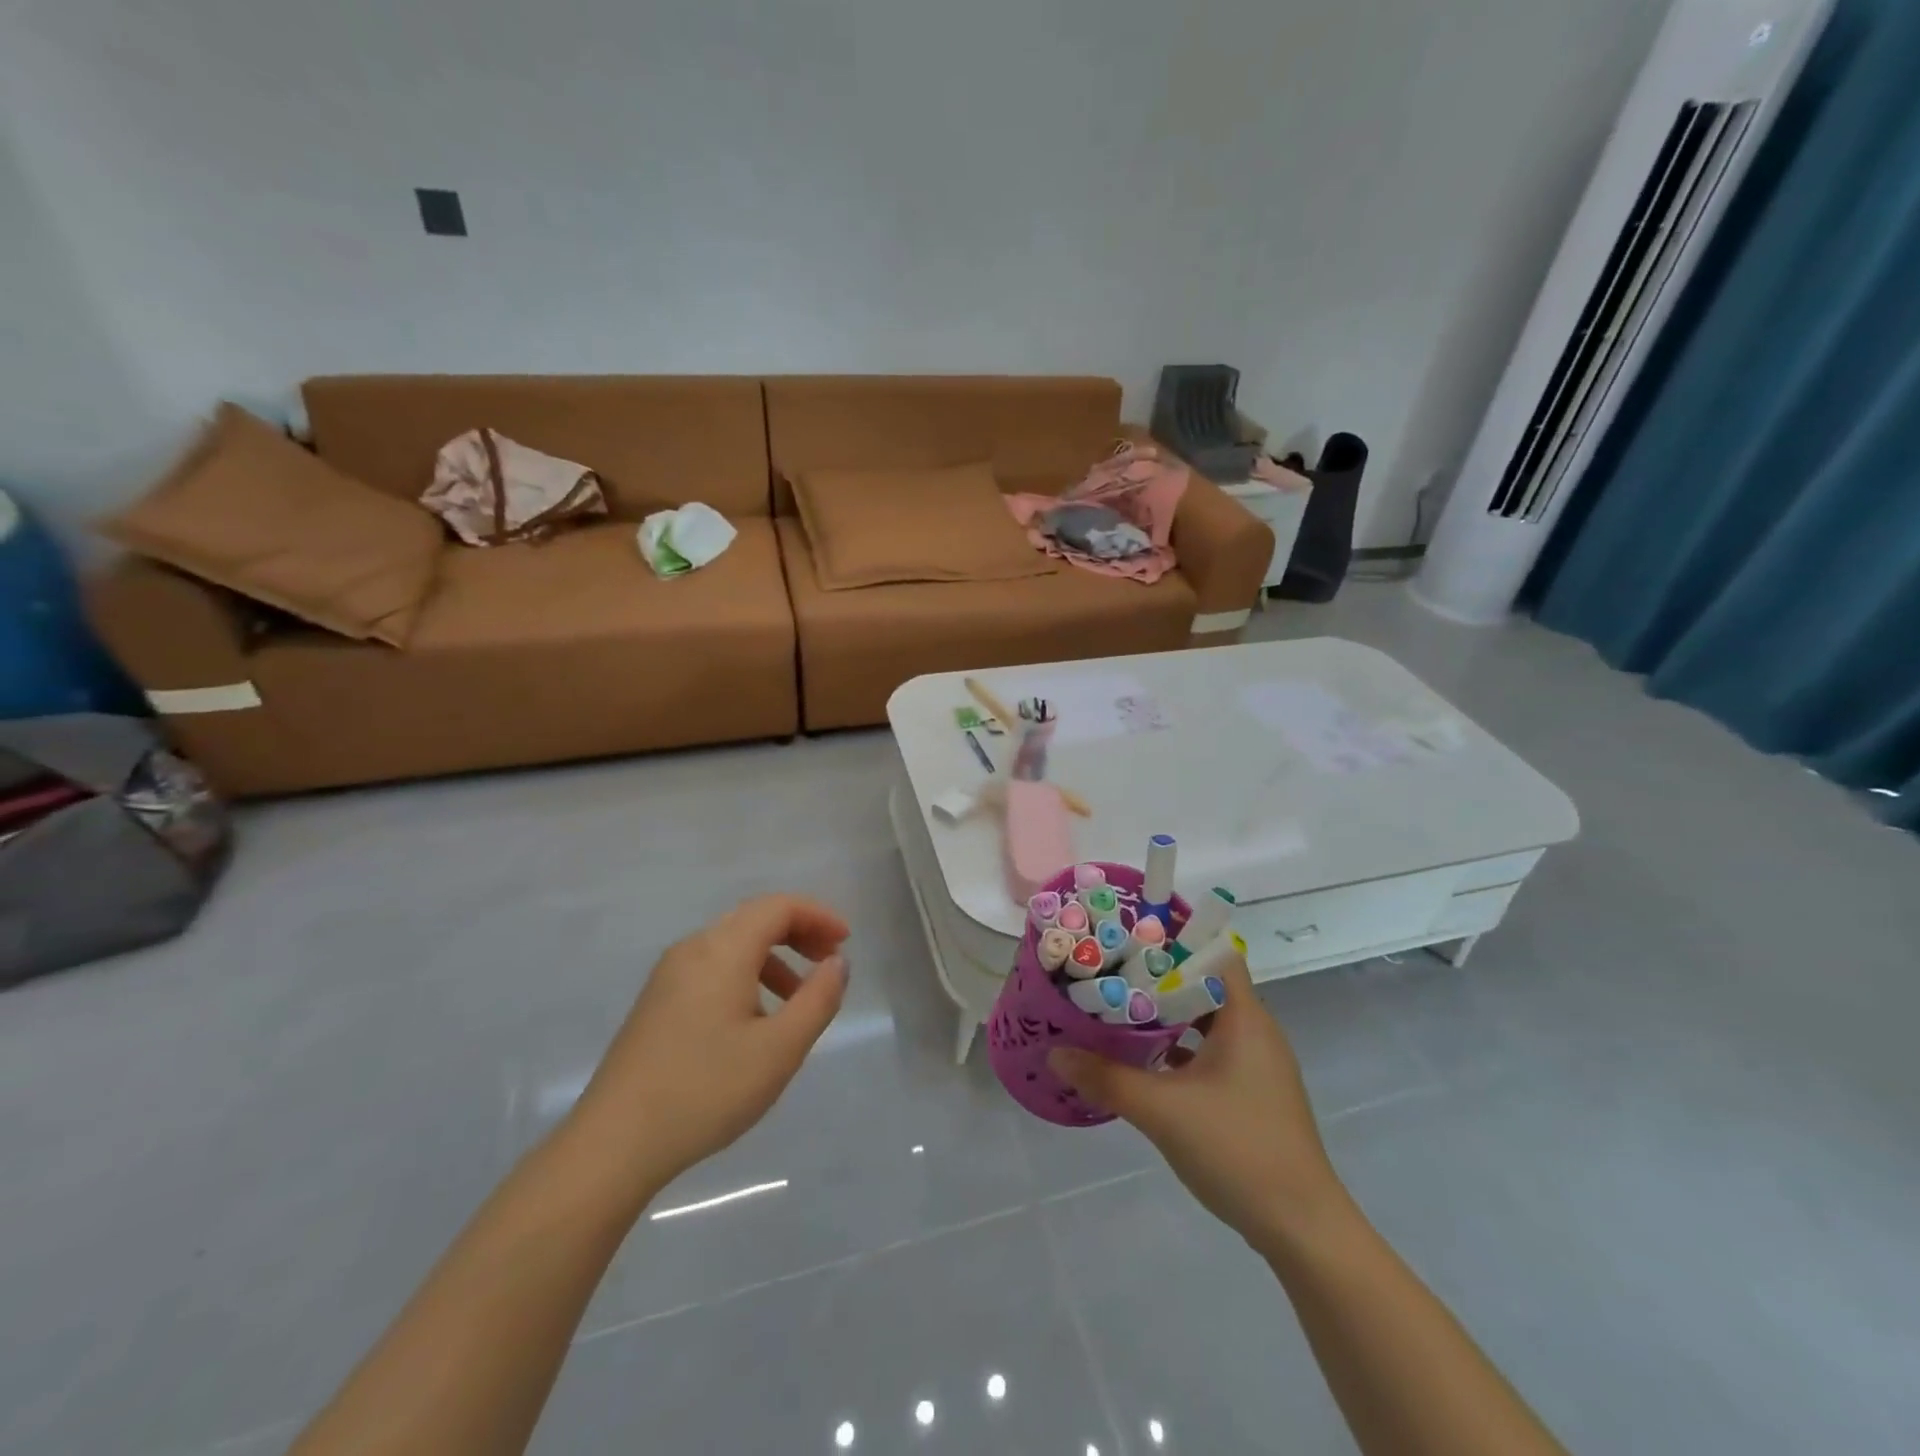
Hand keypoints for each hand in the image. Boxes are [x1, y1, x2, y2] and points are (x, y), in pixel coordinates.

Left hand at [570, 895, 849, 1196]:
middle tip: (829, 964)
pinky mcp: (657, 1002)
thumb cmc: (705, 1091)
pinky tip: (754, 1022)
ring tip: (798, 1000)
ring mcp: (669, 975)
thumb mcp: (779, 1049)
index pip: (778, 907)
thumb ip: (818, 999)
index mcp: (722, 950)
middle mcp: (693, 949)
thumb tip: (837, 963)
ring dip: (774, 958)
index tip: (846, 943)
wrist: (613, 1144)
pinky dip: (747, 976)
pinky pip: (713, 968)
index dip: (818, 916)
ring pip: (733, 945)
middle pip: (755, 918)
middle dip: (799, 933)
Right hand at [1048, 947, 1350, 1253]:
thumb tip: (1056, 1052)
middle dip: (1157, 977)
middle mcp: (1255, 1030)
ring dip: (1166, 1015)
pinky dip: (1179, 1047)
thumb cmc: (1238, 1149)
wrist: (1302, 1228)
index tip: (1128, 936)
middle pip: (1203, 984)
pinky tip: (1144, 1059)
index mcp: (1245, 1017)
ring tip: (1118, 1008)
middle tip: (1109, 971)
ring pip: (1205, 1020)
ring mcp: (1256, 1063)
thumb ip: (1107, 1078)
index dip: (1173, 939)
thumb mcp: (1163, 1111)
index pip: (1212, 953)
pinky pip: (1210, 1051)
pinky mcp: (1252, 1092)